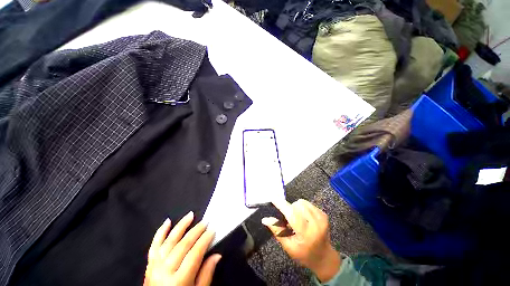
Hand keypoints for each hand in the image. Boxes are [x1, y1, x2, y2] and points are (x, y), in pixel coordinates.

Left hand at [144, 212, 221, 285]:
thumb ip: (206, 275)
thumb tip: (217, 255)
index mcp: (178, 282)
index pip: (195, 254)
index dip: (205, 240)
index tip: (213, 230)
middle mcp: (165, 272)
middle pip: (183, 245)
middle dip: (196, 231)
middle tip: (205, 222)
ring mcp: (154, 268)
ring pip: (169, 241)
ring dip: (181, 226)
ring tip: (190, 215)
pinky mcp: (149, 265)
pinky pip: (154, 246)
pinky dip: (160, 233)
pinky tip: (167, 222)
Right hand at [261, 199, 340, 281]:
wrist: (324, 257)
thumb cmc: (304, 253)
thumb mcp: (288, 246)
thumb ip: (277, 231)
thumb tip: (265, 219)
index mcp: (306, 234)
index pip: (292, 214)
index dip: (282, 205)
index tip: (273, 199)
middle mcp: (316, 224)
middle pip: (296, 205)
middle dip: (289, 209)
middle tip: (289, 220)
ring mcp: (321, 218)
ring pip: (302, 202)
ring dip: (296, 207)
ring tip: (297, 219)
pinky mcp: (323, 214)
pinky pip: (308, 203)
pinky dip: (303, 207)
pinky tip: (304, 217)